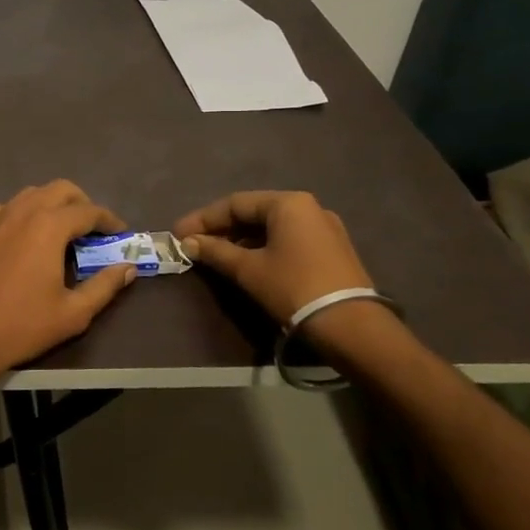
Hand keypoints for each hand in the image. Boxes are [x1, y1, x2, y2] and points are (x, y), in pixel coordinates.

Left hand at [0, 181, 136, 380]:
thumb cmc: (21, 326)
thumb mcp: (73, 313)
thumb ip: (104, 286)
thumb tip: (127, 267)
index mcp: (49, 226)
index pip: (88, 211)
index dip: (109, 220)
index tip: (120, 233)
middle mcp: (21, 212)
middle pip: (59, 189)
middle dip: (81, 203)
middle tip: (91, 229)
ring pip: (29, 195)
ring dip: (50, 205)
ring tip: (58, 232)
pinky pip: (3, 210)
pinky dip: (21, 215)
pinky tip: (21, 239)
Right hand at [172, 190, 374, 326]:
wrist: (351, 326)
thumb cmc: (293, 288)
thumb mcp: (248, 269)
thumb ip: (215, 252)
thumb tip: (188, 243)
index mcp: (288, 203)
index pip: (235, 203)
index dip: (202, 219)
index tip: (178, 235)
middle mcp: (308, 208)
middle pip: (254, 212)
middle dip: (221, 229)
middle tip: (194, 245)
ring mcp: (324, 229)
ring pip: (271, 228)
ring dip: (241, 240)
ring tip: (215, 256)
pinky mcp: (332, 250)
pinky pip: (288, 240)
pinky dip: (262, 248)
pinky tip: (246, 263)